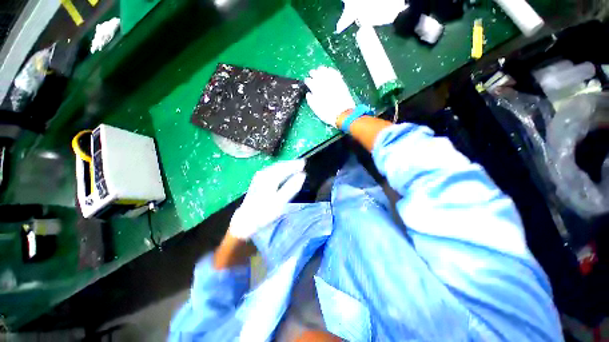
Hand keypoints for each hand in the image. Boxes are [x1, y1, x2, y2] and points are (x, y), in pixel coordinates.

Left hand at [229, 159, 306, 239]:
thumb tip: (302, 176)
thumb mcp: (280, 202)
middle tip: (301, 163)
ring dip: (285, 166)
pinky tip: (281, 172)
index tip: (304, 163)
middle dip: (290, 163)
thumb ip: (291, 187)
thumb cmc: (264, 213)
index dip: (294, 165)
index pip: (284, 168)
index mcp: (269, 178)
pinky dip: (279, 169)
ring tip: (294, 166)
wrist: (245, 222)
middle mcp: (263, 175)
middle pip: (279, 165)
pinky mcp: (257, 181)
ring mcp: (259, 177)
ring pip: (274, 167)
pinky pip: (271, 170)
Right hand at [305, 67, 355, 127]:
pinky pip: (334, 72)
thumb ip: (311, 101)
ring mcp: (333, 82)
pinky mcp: (341, 82)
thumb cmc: (328, 114)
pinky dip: (331, 70)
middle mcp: (324, 83)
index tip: (307, 81)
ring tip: (319, 70)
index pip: (309, 81)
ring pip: (325, 71)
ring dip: (321, 70)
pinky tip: (329, 70)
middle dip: (313, 73)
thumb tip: (308, 94)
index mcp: (316, 90)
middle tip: (312, 73)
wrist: (343, 114)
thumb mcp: (316, 110)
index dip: (307, 80)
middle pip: (317, 74)